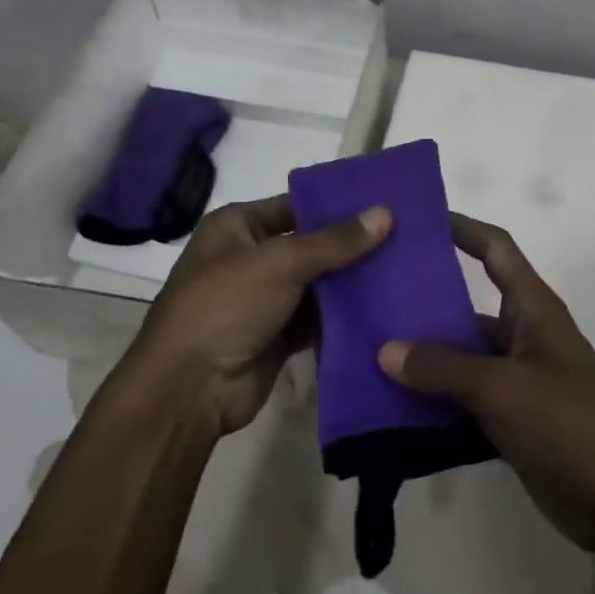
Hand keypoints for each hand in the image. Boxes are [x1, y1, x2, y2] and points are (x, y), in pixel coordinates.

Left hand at [125, 195, 390, 436]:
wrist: (190, 389)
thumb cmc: (226, 306)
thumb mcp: (281, 263)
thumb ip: (334, 241)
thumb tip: (385, 213)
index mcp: (237, 226)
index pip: (295, 205)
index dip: (336, 205)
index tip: (384, 204)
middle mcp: (249, 257)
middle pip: (309, 245)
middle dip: (351, 245)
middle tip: (405, 236)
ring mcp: (263, 299)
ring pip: (317, 284)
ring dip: (351, 282)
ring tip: (404, 268)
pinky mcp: (278, 335)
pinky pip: (317, 318)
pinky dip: (343, 316)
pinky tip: (383, 307)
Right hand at [377, 213, 594, 557]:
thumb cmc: (570, 425)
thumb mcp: (503, 388)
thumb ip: (443, 368)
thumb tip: (385, 350)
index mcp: (532, 309)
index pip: (495, 249)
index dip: (461, 228)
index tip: (417, 219)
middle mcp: (523, 335)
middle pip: (468, 304)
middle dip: (424, 299)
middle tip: (371, 293)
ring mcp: (516, 380)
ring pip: (460, 356)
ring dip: (422, 356)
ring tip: (367, 348)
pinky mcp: (510, 420)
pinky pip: (462, 398)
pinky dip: (432, 399)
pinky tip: (390, 403)